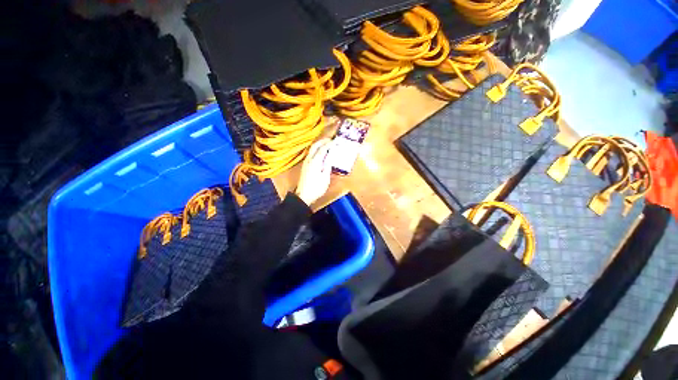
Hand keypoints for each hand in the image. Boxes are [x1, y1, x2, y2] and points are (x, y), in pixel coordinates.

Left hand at [296, 138, 332, 205]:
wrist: (304, 195)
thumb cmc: (316, 188)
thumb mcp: (325, 178)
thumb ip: (327, 166)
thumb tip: (329, 158)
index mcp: (315, 161)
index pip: (323, 149)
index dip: (330, 144)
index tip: (336, 141)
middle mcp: (309, 159)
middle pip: (315, 146)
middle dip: (323, 141)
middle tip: (331, 140)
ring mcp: (306, 162)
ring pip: (312, 149)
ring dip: (319, 145)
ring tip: (327, 145)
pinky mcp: (305, 166)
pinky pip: (311, 154)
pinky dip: (317, 150)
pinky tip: (321, 153)